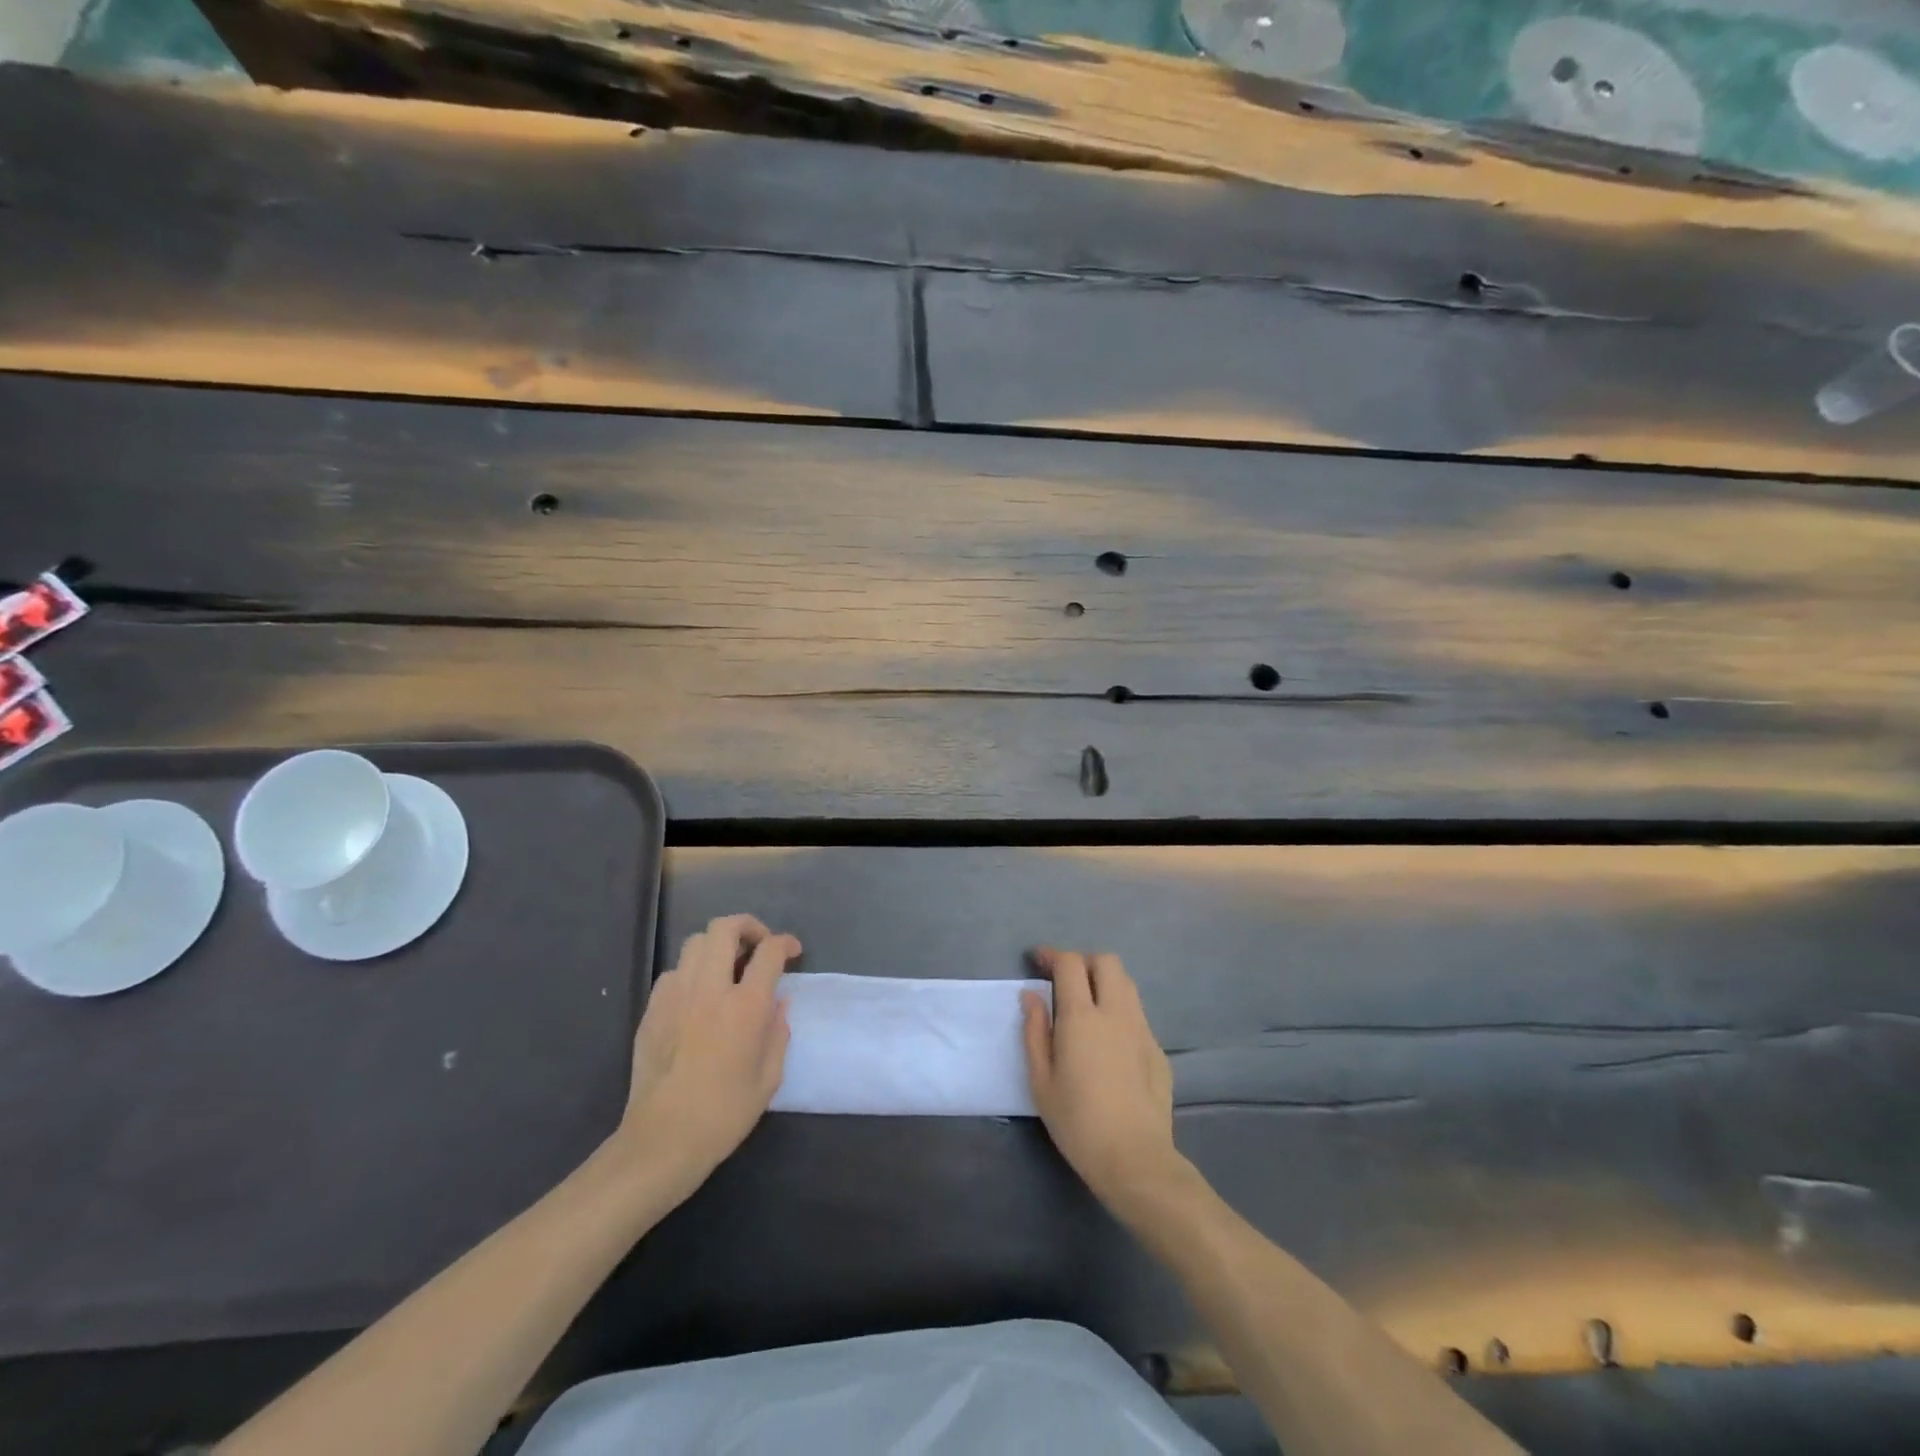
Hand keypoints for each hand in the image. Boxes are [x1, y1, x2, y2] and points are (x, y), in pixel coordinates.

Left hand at [612, 914, 801, 1201]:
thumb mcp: (769, 1078)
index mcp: (746, 1006)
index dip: (785, 942)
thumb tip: (779, 1003)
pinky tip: (697, 996)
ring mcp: (676, 996)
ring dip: (717, 946)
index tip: (792, 950)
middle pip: (725, 928)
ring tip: (727, 967)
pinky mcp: (652, 1010)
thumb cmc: (724, 1115)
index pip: (768, 951)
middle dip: (747, 926)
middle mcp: (710, 989)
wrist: (662, 1141)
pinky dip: (691, 972)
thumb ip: (778, 1033)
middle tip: (757, 945)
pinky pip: (674, 972)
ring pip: (695, 942)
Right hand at [1021, 949, 1184, 1220]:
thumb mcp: (1041, 1080)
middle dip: (1083, 961)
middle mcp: (1116, 1012)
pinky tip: (1108, 1038)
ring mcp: (1142, 1029)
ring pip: (1126, 983)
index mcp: (1082, 1017)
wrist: (1135, 1158)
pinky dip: (1119, 1009)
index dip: (1052, 955)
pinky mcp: (1157, 1049)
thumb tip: (1031, 995)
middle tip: (1064, 980)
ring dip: (1104, 981)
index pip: (1070, 964)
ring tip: (1087, 1003)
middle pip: (1106, 962)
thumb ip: (1034, 1031)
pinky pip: (1137, 1013)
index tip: (1038, 961)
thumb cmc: (1077, 1122)